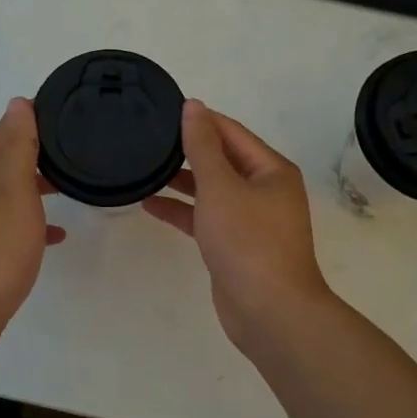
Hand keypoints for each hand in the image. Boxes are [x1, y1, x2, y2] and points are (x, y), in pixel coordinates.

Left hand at [0, 98, 64, 343]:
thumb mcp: (14, 193)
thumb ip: (19, 149)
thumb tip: (18, 103)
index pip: (8, 128)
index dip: (33, 114)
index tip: (66, 104)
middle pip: (12, 155)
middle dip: (40, 145)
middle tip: (78, 138)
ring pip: (18, 186)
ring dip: (41, 178)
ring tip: (75, 176)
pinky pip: (21, 220)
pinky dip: (40, 218)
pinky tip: (60, 232)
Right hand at [143, 100, 335, 348]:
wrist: (269, 311)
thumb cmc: (248, 240)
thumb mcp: (220, 186)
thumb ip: (202, 146)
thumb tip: (193, 106)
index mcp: (271, 170)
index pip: (231, 132)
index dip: (201, 120)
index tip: (164, 111)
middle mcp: (265, 190)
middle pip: (223, 160)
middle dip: (189, 150)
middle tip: (149, 138)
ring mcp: (251, 220)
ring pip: (212, 190)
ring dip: (182, 181)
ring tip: (145, 167)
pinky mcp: (236, 246)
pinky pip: (206, 217)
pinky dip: (182, 210)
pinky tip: (150, 204)